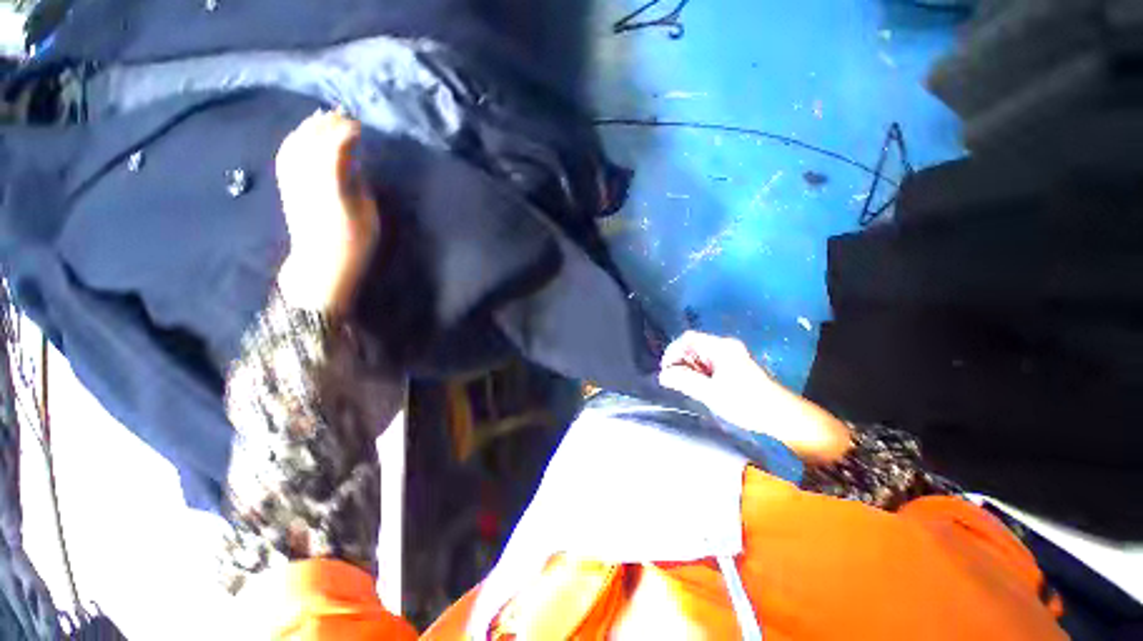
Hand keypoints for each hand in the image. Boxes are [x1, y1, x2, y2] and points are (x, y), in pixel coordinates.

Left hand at [274, 111, 379, 313]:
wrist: (320, 265)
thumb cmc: (354, 245)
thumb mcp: (368, 217)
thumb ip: (359, 186)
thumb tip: (352, 164)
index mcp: (332, 189)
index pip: (333, 149)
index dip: (345, 133)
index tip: (360, 127)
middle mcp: (307, 180)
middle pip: (311, 142)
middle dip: (327, 124)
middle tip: (345, 115)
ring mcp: (293, 182)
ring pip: (295, 144)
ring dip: (310, 127)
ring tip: (324, 117)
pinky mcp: (286, 186)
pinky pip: (286, 154)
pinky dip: (296, 139)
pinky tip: (304, 134)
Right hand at [659, 331, 851, 462]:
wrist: (781, 416)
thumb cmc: (746, 403)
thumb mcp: (711, 393)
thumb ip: (684, 381)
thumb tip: (662, 375)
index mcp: (721, 347)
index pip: (688, 339)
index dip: (672, 351)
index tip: (666, 370)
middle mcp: (725, 346)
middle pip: (693, 346)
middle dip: (681, 362)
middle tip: (676, 381)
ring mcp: (730, 355)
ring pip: (700, 355)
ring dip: (690, 368)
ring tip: (689, 386)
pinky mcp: (733, 365)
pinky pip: (708, 363)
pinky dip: (700, 373)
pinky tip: (701, 387)